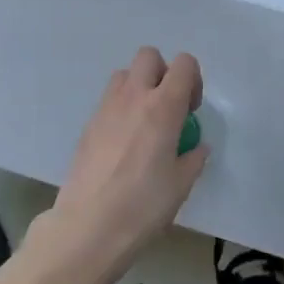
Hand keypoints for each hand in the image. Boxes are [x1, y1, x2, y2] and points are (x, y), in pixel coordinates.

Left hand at [44, 47, 209, 279]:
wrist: (88, 227)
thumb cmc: (143, 205)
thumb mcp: (181, 184)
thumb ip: (193, 158)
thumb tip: (196, 147)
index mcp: (163, 107)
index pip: (183, 64)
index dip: (193, 80)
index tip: (190, 110)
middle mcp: (133, 97)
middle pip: (149, 56)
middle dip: (163, 73)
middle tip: (168, 107)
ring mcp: (106, 109)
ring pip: (124, 75)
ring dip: (139, 88)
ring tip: (144, 123)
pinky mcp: (87, 125)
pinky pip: (108, 101)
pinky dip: (121, 109)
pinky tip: (124, 144)